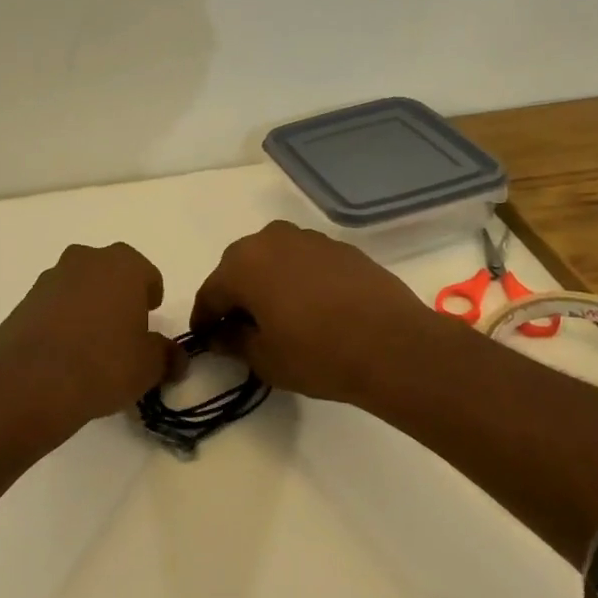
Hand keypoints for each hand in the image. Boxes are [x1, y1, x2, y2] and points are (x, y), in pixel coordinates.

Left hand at [0, 242, 182, 444]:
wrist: (32, 382)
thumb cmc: (104, 363)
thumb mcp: (149, 366)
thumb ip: (167, 355)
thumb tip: (177, 358)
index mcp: (123, 265)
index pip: (147, 274)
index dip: (151, 297)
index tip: (150, 320)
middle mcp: (85, 260)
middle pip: (109, 273)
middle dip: (117, 296)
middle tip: (122, 331)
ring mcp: (49, 279)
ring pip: (78, 287)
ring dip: (87, 307)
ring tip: (90, 346)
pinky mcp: (23, 302)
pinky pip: (52, 307)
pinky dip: (60, 322)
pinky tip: (63, 354)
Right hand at [190, 220, 448, 408]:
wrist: (393, 344)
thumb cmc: (317, 354)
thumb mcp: (264, 359)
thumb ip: (233, 342)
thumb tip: (221, 334)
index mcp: (242, 264)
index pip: (211, 293)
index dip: (204, 319)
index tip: (205, 339)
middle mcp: (271, 239)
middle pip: (240, 267)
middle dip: (235, 295)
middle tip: (240, 327)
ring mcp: (308, 239)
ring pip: (273, 259)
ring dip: (267, 283)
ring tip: (278, 316)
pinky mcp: (340, 247)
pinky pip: (304, 261)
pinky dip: (298, 279)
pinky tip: (311, 307)